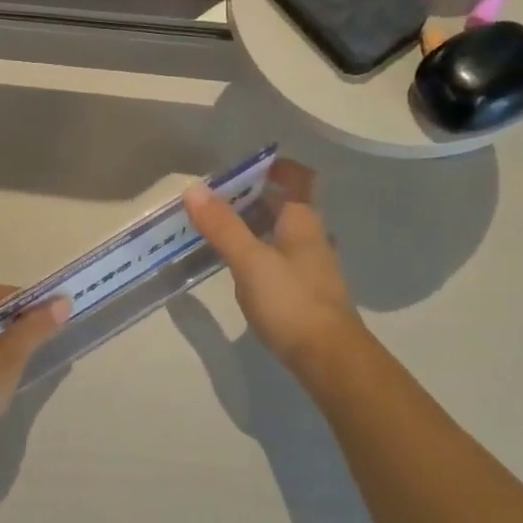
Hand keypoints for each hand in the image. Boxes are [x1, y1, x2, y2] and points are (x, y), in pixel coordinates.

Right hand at [185, 159, 365, 378]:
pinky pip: (280, 258)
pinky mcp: (305, 290)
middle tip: (215, 198)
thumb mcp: (250, 261)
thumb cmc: (290, 301)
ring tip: (219, 228)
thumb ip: (222, 226)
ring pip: (281, 233)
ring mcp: (312, 265)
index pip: (296, 178)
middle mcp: (313, 236)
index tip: (239, 166)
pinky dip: (259, 251)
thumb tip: (194, 189)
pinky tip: (239, 265)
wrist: (328, 356)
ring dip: (254, 225)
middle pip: (285, 205)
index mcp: (303, 220)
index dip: (272, 167)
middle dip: (253, 197)